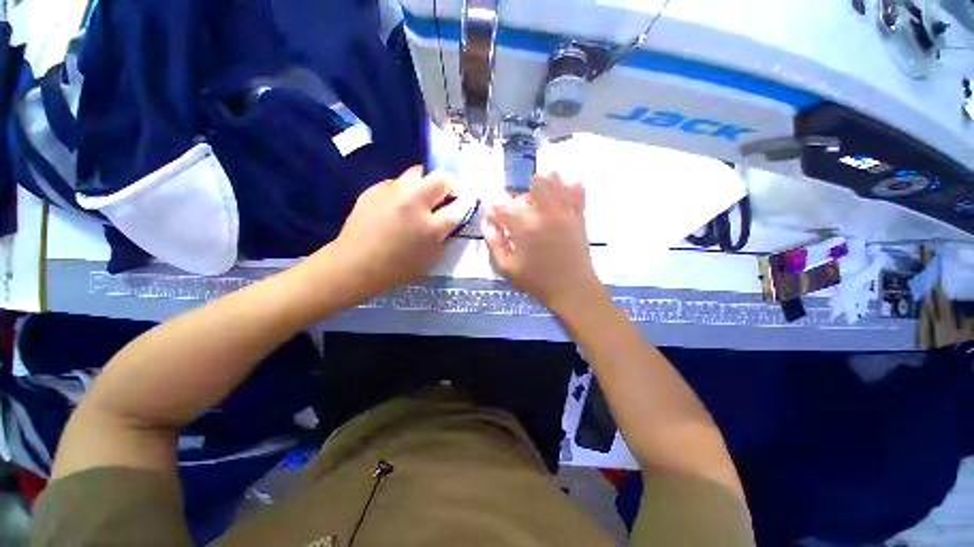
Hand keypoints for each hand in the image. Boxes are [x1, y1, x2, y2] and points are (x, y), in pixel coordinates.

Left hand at [323, 166, 470, 295]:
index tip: (466, 201)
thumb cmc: (398, 267)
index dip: (466, 202)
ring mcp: (392, 192)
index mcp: (431, 226)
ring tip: (420, 198)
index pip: (459, 205)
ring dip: (425, 183)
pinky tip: (396, 205)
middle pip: (441, 177)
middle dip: (449, 184)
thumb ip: (445, 234)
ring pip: (417, 172)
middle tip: (444, 196)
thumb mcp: (431, 257)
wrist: (356, 264)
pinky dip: (403, 190)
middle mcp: (414, 203)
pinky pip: (397, 182)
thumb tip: (451, 217)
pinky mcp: (374, 188)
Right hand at [484, 172, 601, 313]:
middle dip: (521, 194)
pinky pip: (577, 188)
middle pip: (533, 182)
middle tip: (518, 212)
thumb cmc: (537, 281)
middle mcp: (545, 212)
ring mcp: (565, 211)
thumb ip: (494, 243)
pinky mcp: (579, 214)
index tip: (491, 214)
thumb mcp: (507, 268)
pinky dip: (566, 188)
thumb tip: (489, 224)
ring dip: (542, 186)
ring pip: (555, 178)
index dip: (493, 208)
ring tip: (537, 204)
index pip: (503, 205)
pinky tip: (558, 202)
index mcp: (525, 226)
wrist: (572, 289)